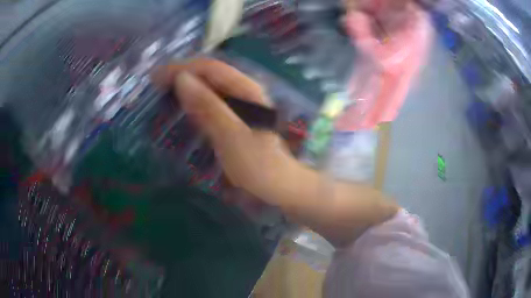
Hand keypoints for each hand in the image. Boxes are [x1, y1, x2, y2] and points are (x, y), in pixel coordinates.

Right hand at [153, 58, 297, 204]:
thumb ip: (208, 106)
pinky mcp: (233, 120)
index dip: (182, 68)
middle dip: (181, 75)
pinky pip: (209, 104)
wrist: (280, 187)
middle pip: (208, 74)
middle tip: (155, 85)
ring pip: (207, 88)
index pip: (209, 68)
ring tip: (162, 94)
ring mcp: (239, 106)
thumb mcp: (231, 136)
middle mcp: (243, 92)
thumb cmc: (259, 165)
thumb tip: (182, 79)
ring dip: (185, 87)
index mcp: (246, 89)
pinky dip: (192, 103)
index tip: (156, 76)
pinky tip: (181, 109)